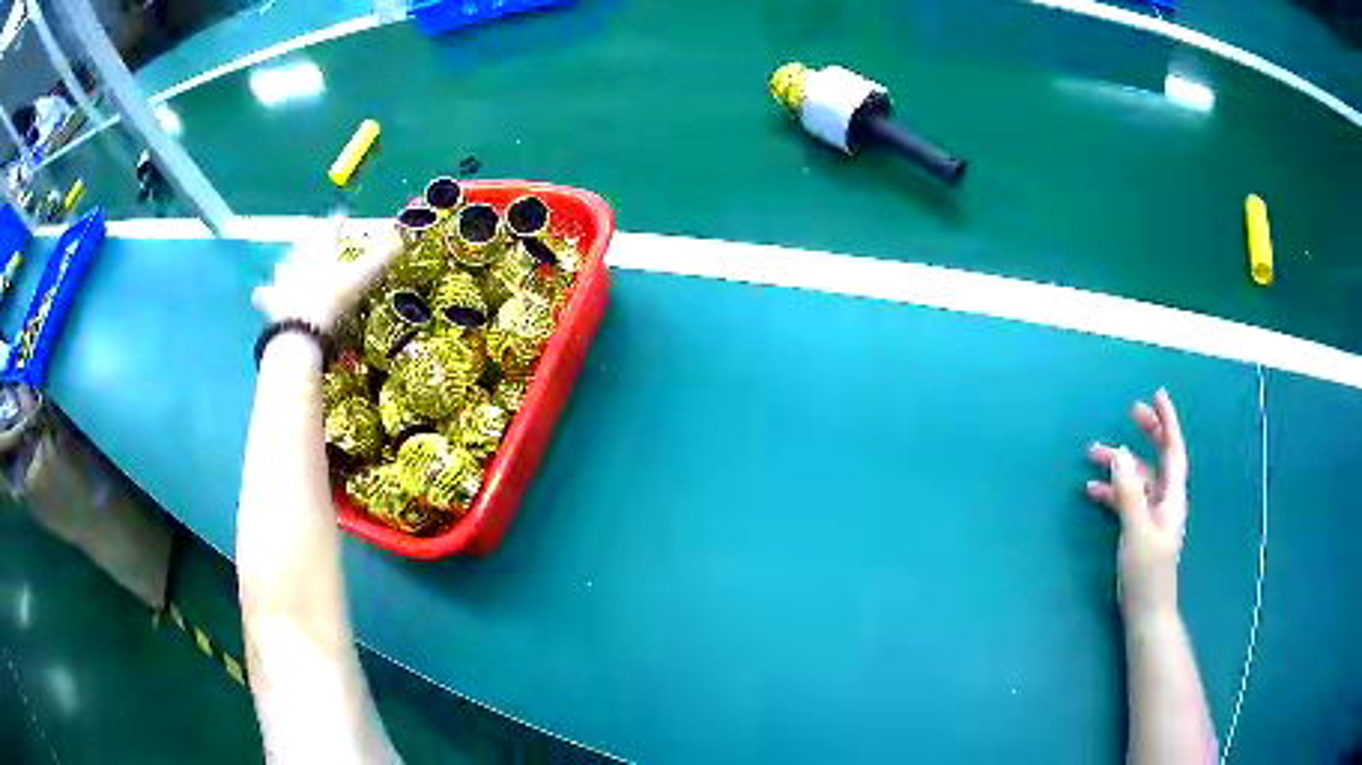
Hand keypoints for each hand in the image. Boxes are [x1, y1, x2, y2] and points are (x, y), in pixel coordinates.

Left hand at [252, 219, 402, 330]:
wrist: (299, 334)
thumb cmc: (331, 301)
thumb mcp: (361, 278)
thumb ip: (381, 258)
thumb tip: (405, 237)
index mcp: (321, 250)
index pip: (330, 228)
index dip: (337, 222)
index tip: (341, 217)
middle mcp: (300, 260)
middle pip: (305, 244)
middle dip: (310, 239)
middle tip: (313, 235)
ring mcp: (283, 282)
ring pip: (285, 265)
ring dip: (289, 262)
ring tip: (289, 261)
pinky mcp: (271, 305)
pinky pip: (266, 295)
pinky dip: (266, 294)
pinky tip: (261, 293)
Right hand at [1086, 389, 1189, 619]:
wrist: (1147, 614)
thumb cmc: (1147, 575)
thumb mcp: (1137, 532)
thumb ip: (1129, 493)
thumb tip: (1122, 455)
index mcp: (1172, 497)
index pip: (1173, 450)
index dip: (1167, 422)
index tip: (1156, 396)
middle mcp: (1165, 501)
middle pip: (1158, 458)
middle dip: (1146, 433)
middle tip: (1130, 412)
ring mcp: (1152, 517)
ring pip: (1138, 479)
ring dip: (1120, 465)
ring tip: (1092, 455)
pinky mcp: (1138, 531)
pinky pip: (1126, 500)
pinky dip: (1112, 491)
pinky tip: (1093, 491)